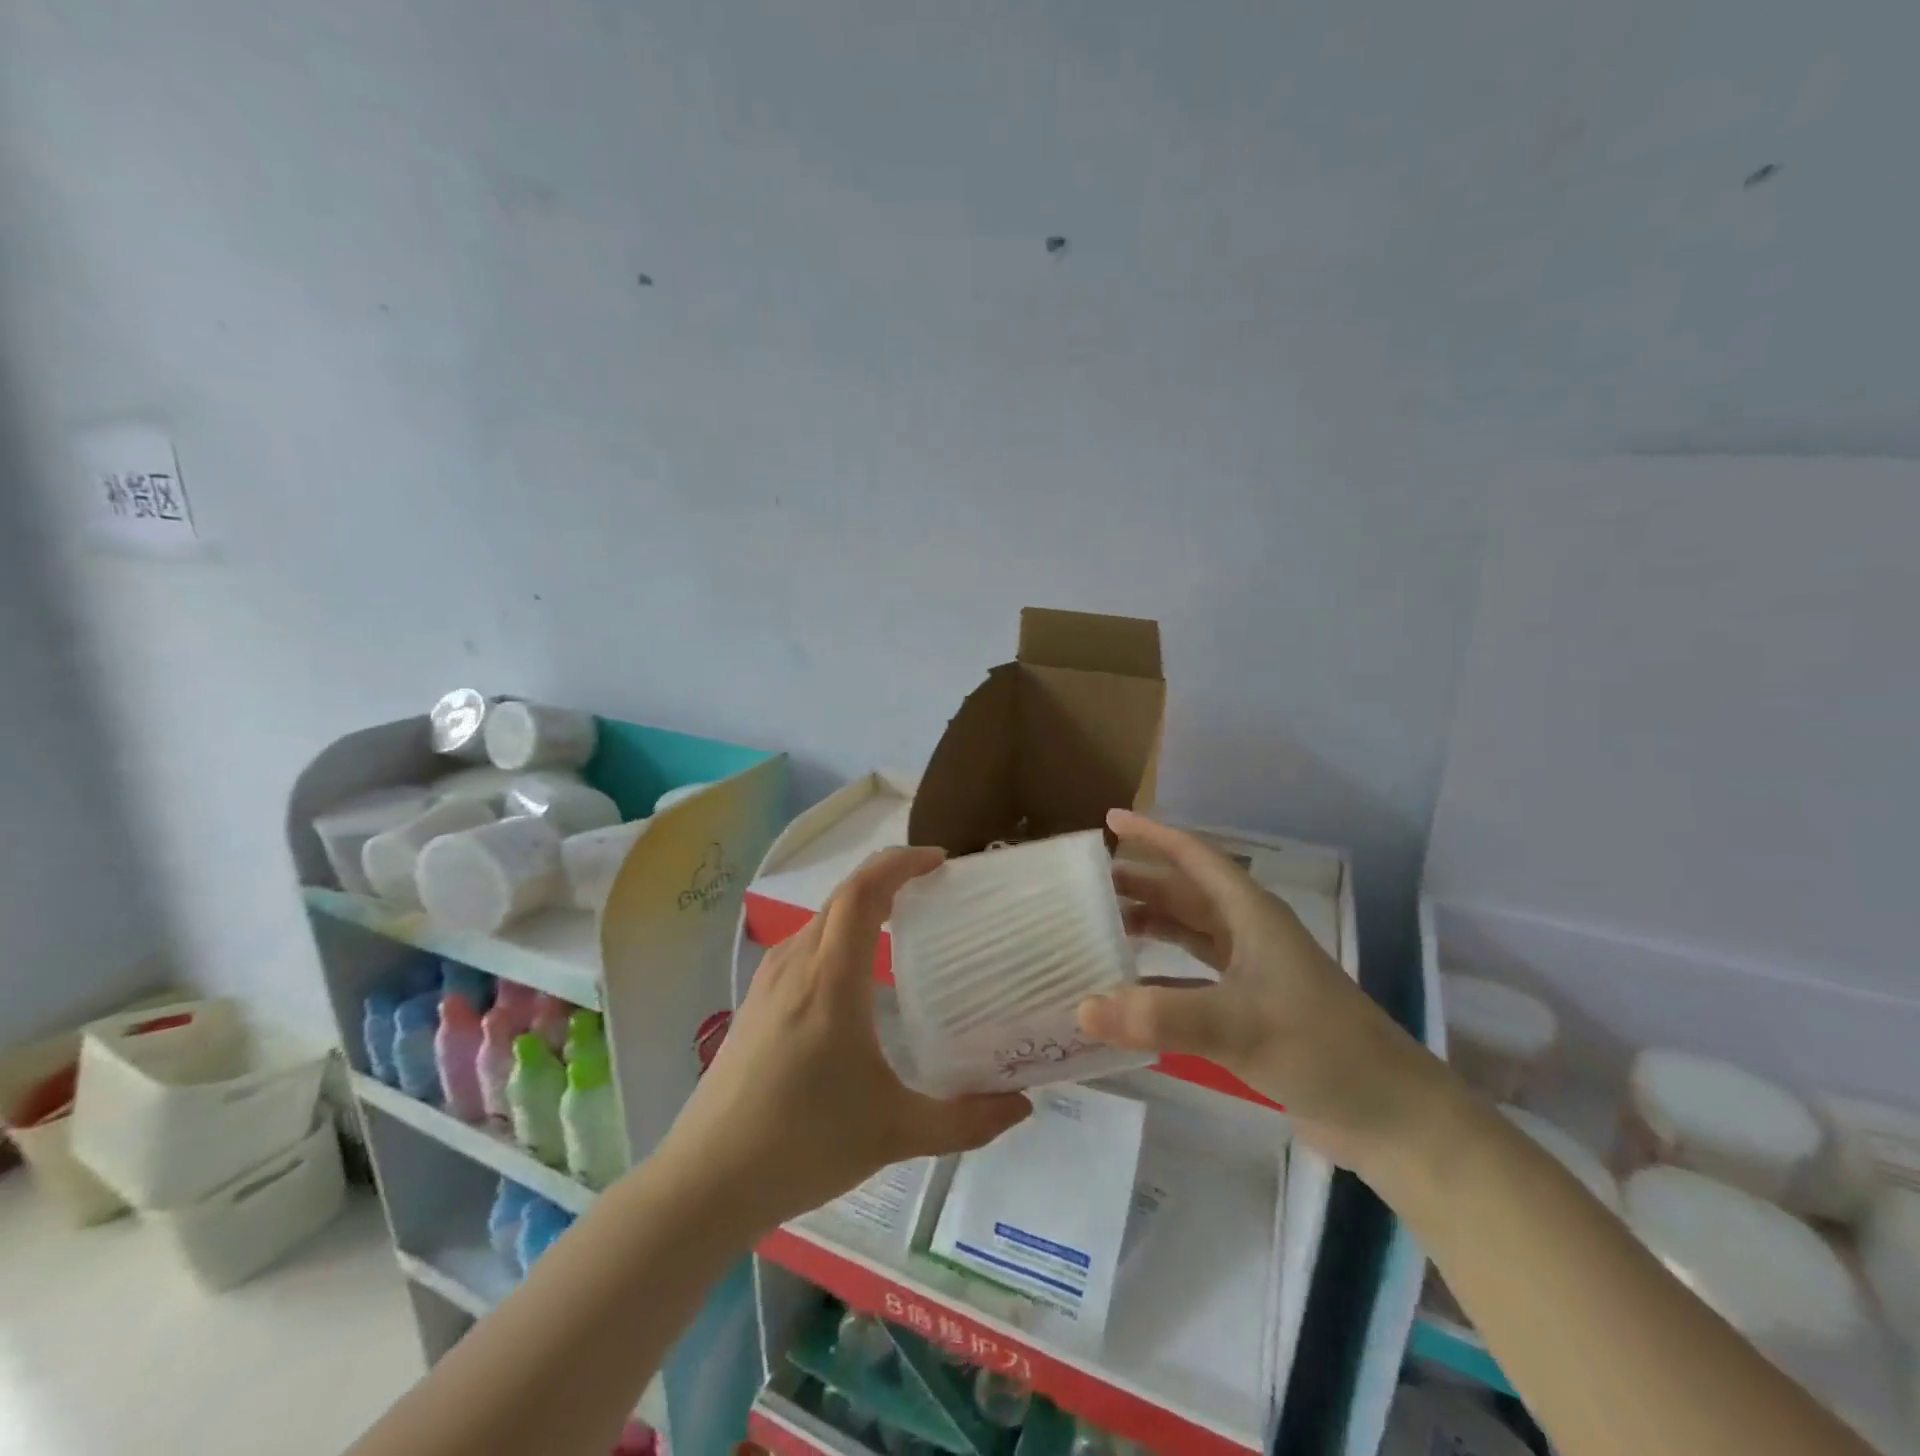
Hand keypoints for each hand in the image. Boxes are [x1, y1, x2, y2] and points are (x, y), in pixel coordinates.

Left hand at [655, 847, 1031, 1232]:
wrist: (705, 1181)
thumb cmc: (803, 1145)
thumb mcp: (894, 1134)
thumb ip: (965, 1121)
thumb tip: (1022, 1106)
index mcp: (830, 978)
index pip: (863, 891)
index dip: (900, 863)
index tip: (939, 860)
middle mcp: (796, 964)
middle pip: (843, 897)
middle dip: (888, 879)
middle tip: (933, 889)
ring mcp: (768, 981)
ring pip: (821, 920)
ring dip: (861, 906)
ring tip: (903, 923)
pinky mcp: (755, 1002)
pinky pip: (804, 945)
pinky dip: (838, 934)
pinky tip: (855, 975)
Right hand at [1077, 811, 1449, 1175]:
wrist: (1391, 1116)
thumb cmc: (1321, 1049)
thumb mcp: (1238, 1027)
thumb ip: (1160, 1017)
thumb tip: (1083, 1008)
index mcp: (1251, 915)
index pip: (1194, 857)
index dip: (1153, 835)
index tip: (1111, 821)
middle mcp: (1249, 934)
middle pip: (1185, 894)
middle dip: (1140, 884)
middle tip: (1088, 886)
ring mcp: (1251, 973)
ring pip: (1189, 933)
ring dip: (1150, 926)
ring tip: (1100, 927)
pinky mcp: (1250, 1010)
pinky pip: (1192, 978)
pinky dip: (1159, 977)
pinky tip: (1130, 990)